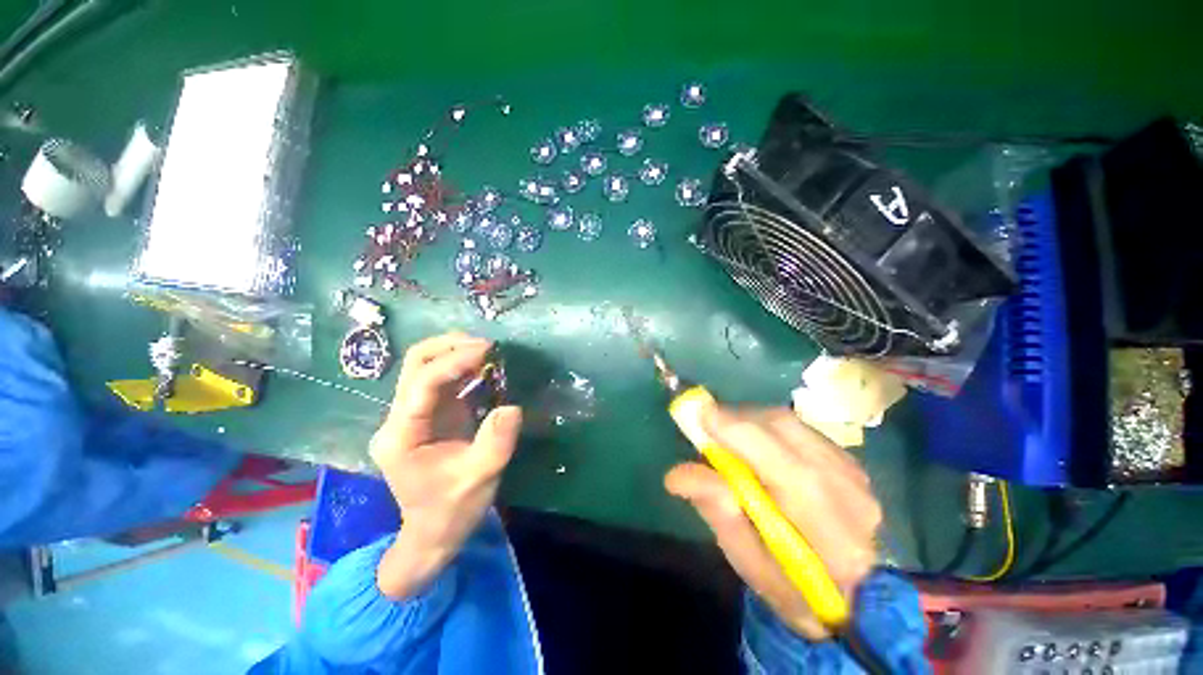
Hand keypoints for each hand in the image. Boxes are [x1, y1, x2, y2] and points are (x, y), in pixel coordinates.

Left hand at [368, 332, 522, 598]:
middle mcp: (400, 418)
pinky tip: (486, 368)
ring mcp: (413, 414)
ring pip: (426, 367)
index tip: (488, 350)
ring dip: (457, 353)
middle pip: (415, 364)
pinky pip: (444, 380)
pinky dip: (464, 368)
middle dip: (450, 347)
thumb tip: (512, 407)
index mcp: (401, 435)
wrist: (434, 532)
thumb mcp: (479, 479)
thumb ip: (495, 443)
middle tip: (487, 345)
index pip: (422, 383)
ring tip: (490, 352)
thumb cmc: (452, 510)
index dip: (454, 362)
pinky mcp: (430, 414)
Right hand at [664, 406, 880, 638]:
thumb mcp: (749, 564)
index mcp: (834, 538)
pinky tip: (753, 443)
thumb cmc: (793, 588)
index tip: (700, 416)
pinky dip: (764, 426)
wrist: (855, 593)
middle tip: (705, 427)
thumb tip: (677, 473)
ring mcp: (854, 471)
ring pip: (790, 423)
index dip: (741, 435)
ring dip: (748, 420)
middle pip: (786, 431)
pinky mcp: (846, 458)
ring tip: (725, 437)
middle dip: (737, 420)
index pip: (789, 472)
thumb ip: (718, 515)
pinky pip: (796, 426)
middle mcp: (851, 493)